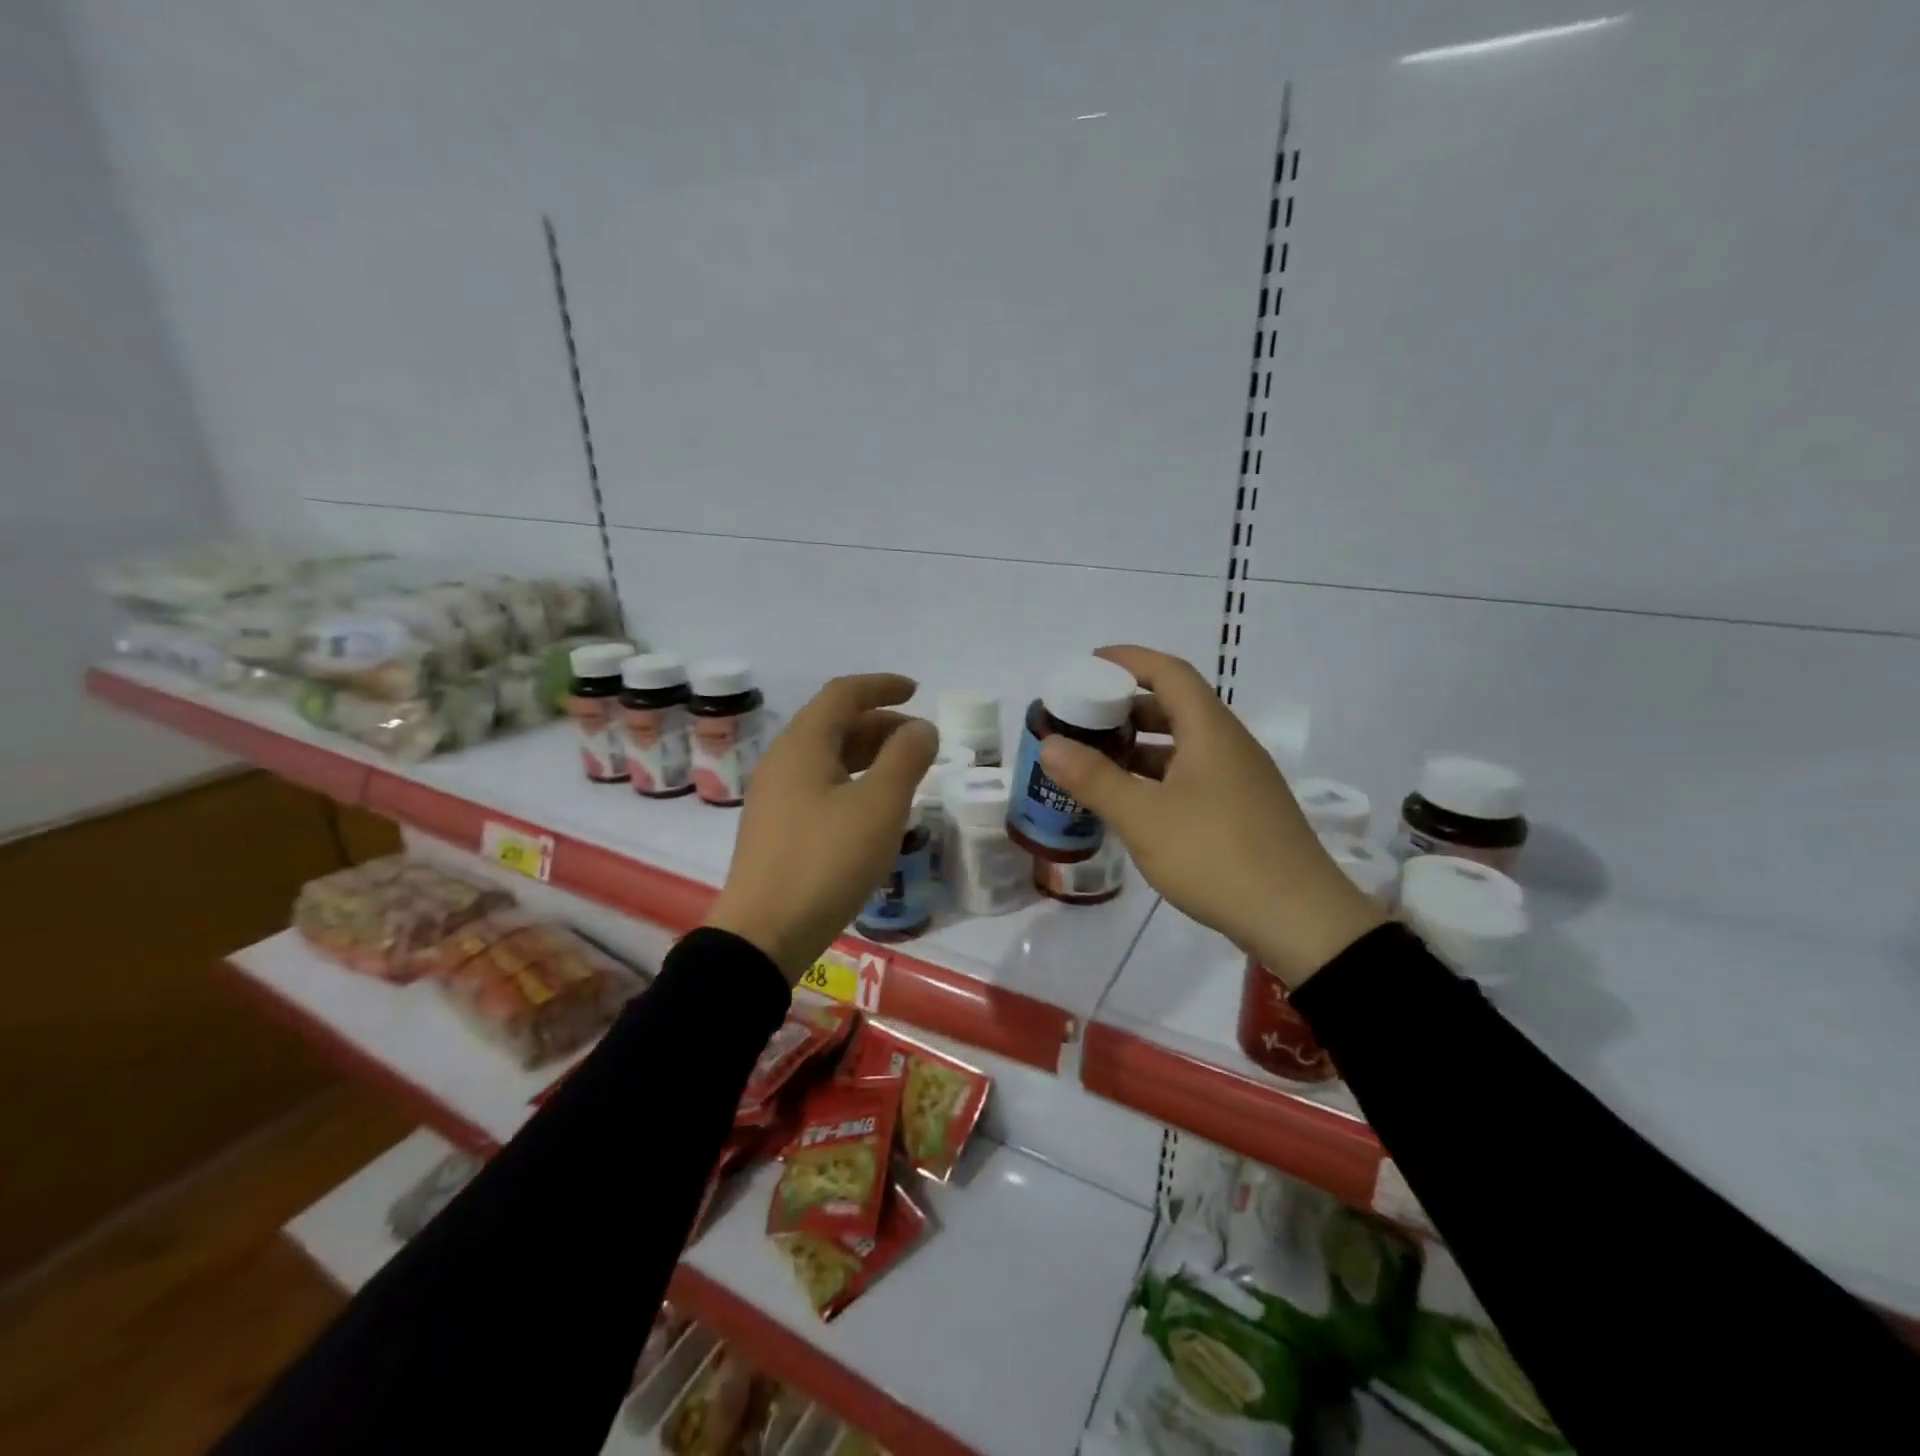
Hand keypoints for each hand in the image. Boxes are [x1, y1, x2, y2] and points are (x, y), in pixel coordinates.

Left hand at [705, 673, 937, 980]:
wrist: (763, 934)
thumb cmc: (826, 862)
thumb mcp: (879, 806)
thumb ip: (906, 758)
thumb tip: (921, 728)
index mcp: (803, 745)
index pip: (843, 694)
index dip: (882, 686)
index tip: (916, 691)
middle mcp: (782, 762)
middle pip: (833, 723)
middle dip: (880, 723)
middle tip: (919, 741)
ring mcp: (774, 796)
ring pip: (826, 757)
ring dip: (867, 754)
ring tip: (904, 772)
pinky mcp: (776, 828)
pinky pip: (819, 785)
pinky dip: (852, 781)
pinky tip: (872, 808)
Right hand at [1037, 646, 1383, 986]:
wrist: (1299, 921)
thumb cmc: (1216, 856)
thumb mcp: (1144, 817)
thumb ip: (1094, 778)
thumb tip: (1049, 744)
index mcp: (1210, 731)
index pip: (1169, 672)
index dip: (1128, 660)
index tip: (1089, 665)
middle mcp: (1229, 745)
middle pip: (1175, 706)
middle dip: (1126, 707)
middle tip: (1083, 719)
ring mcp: (1240, 779)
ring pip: (1184, 746)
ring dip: (1140, 746)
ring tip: (1097, 761)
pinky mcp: (1243, 811)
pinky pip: (1193, 776)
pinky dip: (1158, 777)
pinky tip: (1133, 803)